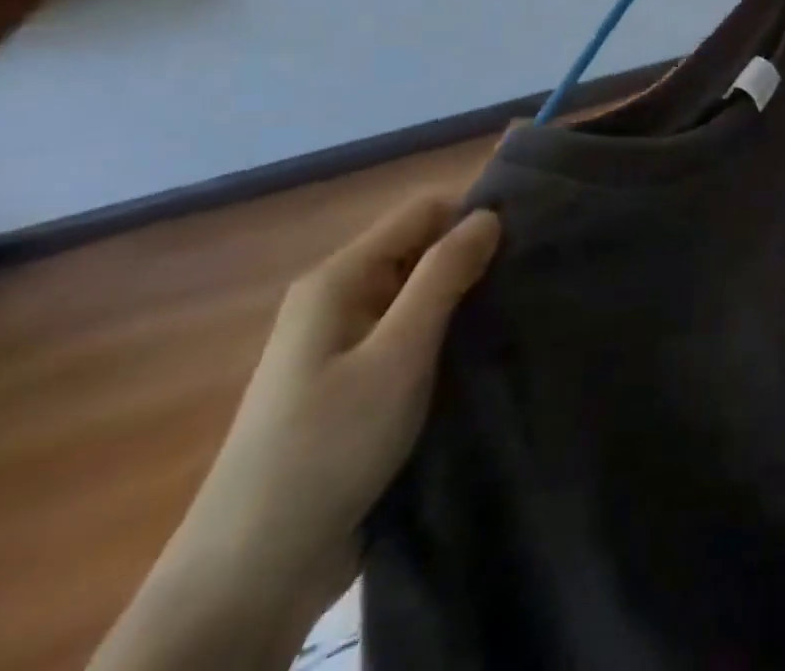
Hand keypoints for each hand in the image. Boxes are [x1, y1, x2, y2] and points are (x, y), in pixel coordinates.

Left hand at [192, 196, 499, 600]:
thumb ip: (444, 276)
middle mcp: (340, 299)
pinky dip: (450, 332)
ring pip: (422, 292)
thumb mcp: (398, 354)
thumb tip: (489, 213)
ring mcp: (346, 343)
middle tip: (531, 278)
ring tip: (519, 310)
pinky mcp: (358, 381)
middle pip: (423, 248)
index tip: (529, 239)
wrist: (254, 573)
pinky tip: (485, 348)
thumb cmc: (328, 446)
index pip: (424, 210)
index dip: (475, 215)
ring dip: (467, 298)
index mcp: (340, 279)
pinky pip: (415, 332)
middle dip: (475, 257)